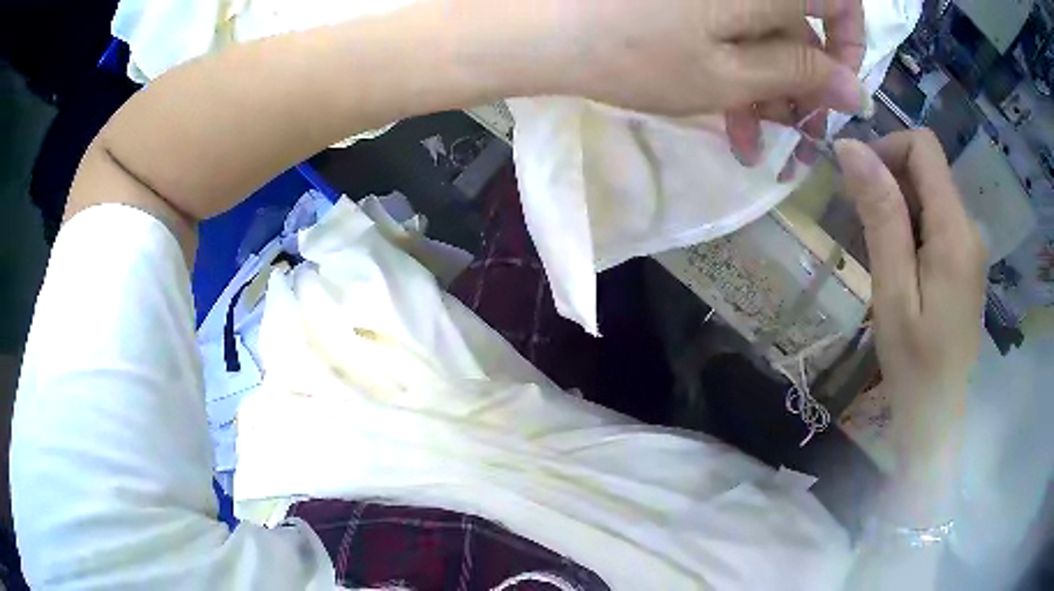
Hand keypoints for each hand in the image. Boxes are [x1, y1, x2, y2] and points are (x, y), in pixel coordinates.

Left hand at [546, 0, 869, 118]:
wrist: (548, 30)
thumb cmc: (640, 55)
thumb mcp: (733, 75)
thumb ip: (801, 75)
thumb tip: (854, 88)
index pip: (841, 1)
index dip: (850, 46)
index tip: (839, 93)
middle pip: (801, 30)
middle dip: (804, 87)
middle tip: (798, 143)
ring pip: (766, 38)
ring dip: (770, 90)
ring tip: (756, 144)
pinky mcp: (694, 4)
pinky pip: (734, 34)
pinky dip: (740, 73)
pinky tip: (731, 119)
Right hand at [835, 132, 985, 510]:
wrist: (938, 419)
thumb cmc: (914, 367)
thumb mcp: (892, 293)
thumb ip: (881, 217)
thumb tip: (851, 148)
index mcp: (955, 231)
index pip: (924, 147)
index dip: (887, 149)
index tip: (857, 183)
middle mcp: (969, 227)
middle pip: (928, 168)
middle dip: (889, 181)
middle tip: (859, 226)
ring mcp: (970, 246)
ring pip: (930, 194)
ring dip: (898, 207)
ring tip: (878, 255)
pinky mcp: (966, 262)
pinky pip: (936, 221)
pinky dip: (911, 227)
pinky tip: (898, 267)